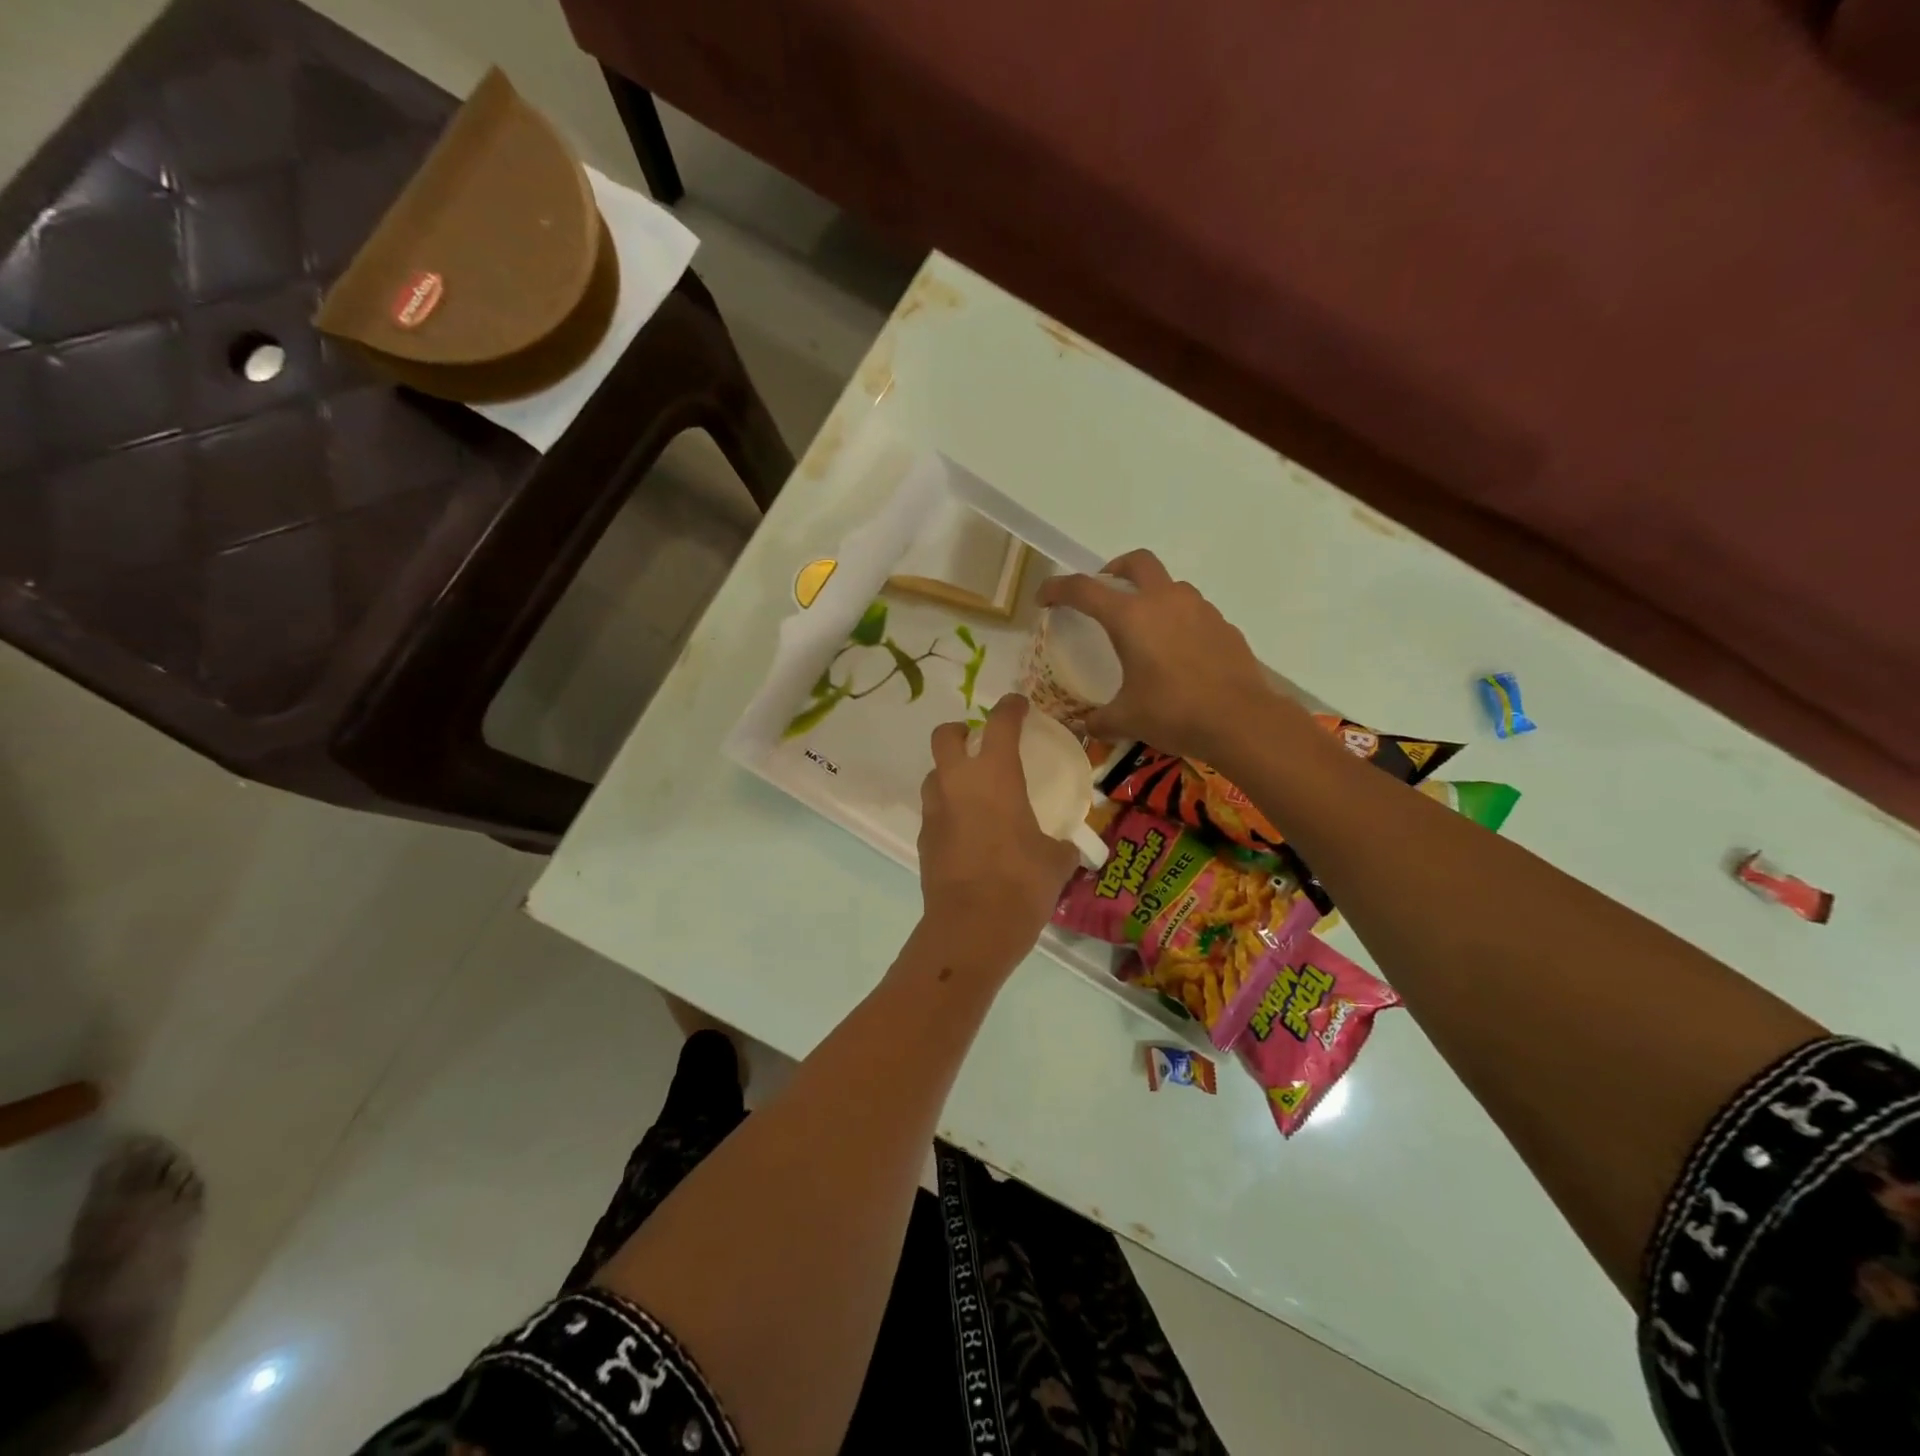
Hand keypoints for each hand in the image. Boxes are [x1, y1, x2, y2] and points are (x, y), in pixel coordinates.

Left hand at [918, 695, 1078, 975]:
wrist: (972, 927)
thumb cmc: (1022, 883)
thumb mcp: (1057, 860)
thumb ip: (1062, 844)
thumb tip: (1067, 846)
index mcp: (995, 775)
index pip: (999, 723)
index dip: (1010, 707)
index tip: (1019, 705)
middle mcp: (958, 783)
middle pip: (944, 735)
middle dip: (960, 730)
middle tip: (980, 742)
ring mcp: (935, 810)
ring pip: (934, 773)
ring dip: (951, 772)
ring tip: (975, 791)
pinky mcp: (924, 838)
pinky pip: (935, 809)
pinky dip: (949, 809)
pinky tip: (969, 831)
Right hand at [1037, 549, 1291, 763]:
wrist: (1241, 720)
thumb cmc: (1174, 713)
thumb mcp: (1126, 720)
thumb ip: (1099, 719)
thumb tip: (1084, 726)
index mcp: (1131, 617)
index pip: (1084, 590)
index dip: (1057, 589)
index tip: (1044, 597)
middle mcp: (1165, 601)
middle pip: (1136, 562)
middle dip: (1114, 569)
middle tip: (1104, 591)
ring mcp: (1199, 609)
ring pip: (1169, 585)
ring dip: (1151, 596)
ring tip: (1144, 628)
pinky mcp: (1223, 625)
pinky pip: (1193, 612)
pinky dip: (1178, 621)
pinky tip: (1177, 653)